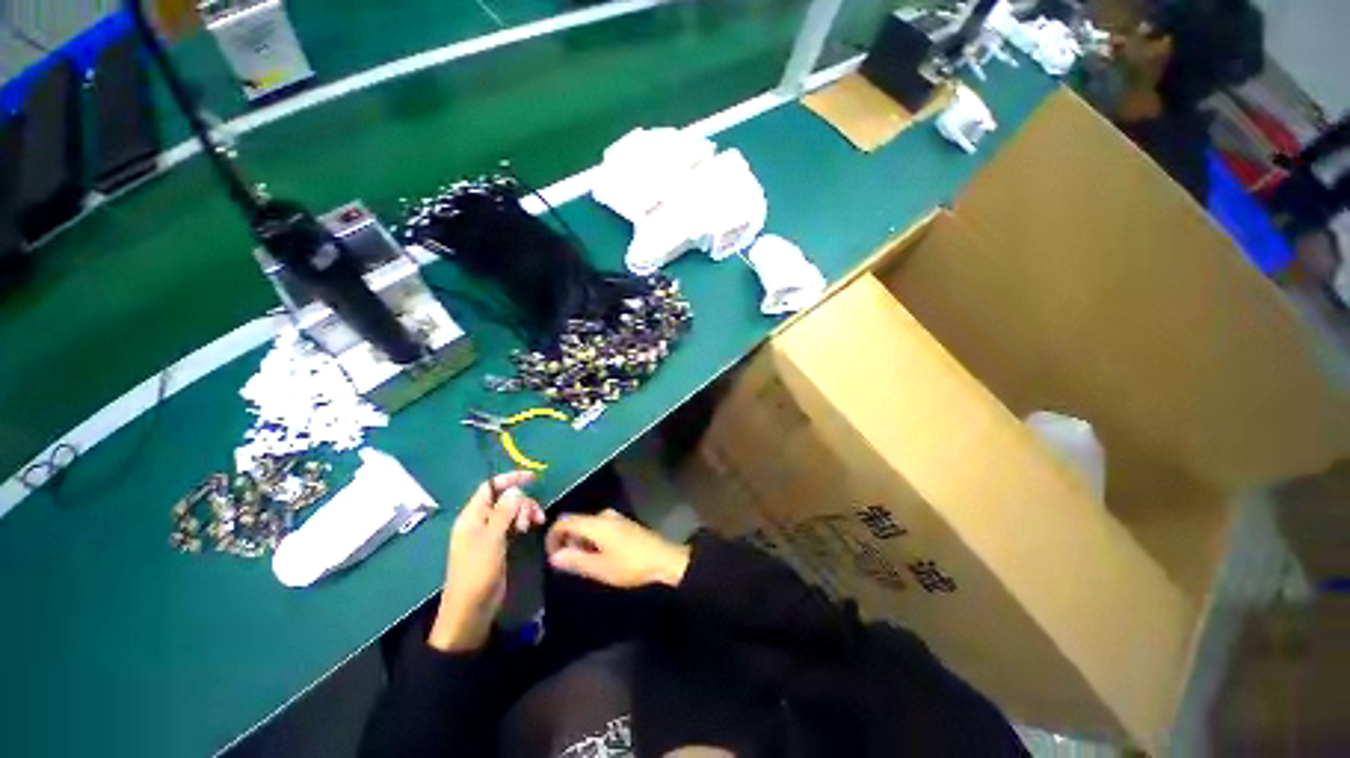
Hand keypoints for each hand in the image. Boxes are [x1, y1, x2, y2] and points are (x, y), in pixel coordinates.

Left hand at [429, 472, 544, 652]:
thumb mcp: (492, 539)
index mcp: (471, 516)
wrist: (471, 609)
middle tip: (530, 519)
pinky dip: (522, 522)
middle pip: (505, 498)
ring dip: (525, 512)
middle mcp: (479, 521)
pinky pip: (512, 524)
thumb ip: (504, 511)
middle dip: (522, 502)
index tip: (533, 477)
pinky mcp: (498, 544)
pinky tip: (530, 528)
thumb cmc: (478, 572)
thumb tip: (515, 489)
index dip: (510, 479)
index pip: (490, 487)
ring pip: (511, 510)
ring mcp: (489, 533)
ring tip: (533, 525)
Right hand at [545, 509, 690, 588]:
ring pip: (588, 525)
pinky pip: (599, 527)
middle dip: (566, 540)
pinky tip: (599, 557)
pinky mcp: (623, 524)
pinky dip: (592, 539)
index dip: (552, 536)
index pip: (564, 521)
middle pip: (576, 522)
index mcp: (595, 523)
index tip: (550, 556)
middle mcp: (604, 515)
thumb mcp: (599, 568)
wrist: (663, 559)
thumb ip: (575, 561)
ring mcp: (615, 518)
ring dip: (579, 541)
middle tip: (566, 564)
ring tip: (582, 563)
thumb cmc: (630, 565)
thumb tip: (554, 556)